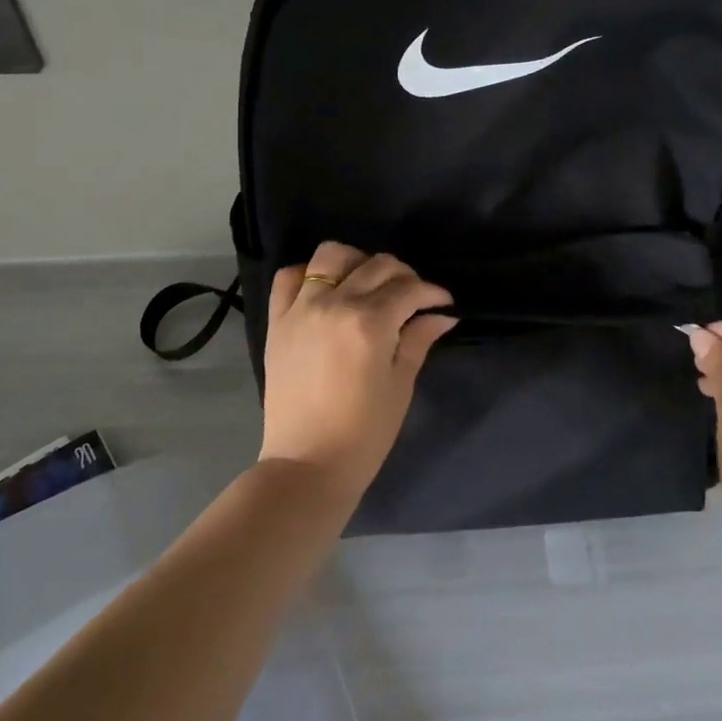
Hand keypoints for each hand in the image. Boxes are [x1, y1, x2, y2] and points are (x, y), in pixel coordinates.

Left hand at [259, 242, 456, 502]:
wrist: (306, 465)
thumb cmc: (364, 432)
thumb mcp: (400, 384)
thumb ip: (418, 340)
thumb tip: (443, 315)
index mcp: (370, 323)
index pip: (408, 289)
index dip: (432, 292)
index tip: (443, 303)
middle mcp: (335, 304)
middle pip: (377, 266)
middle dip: (404, 275)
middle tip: (413, 297)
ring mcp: (301, 309)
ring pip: (331, 255)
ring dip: (357, 262)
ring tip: (367, 284)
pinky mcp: (277, 321)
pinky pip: (288, 277)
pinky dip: (309, 274)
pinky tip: (325, 290)